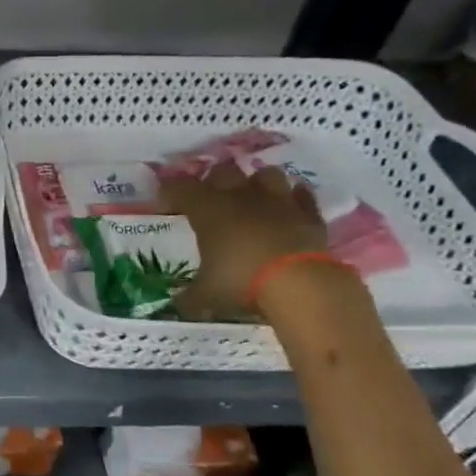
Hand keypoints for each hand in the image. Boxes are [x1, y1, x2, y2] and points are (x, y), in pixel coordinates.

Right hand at [160, 161, 328, 319]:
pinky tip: (289, 208)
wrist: (300, 285)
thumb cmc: (242, 282)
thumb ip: (188, 297)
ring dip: (257, 183)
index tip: (166, 203)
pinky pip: (302, 196)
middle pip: (223, 170)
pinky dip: (295, 198)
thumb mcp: (205, 296)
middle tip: (210, 199)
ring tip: (252, 199)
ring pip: (266, 174)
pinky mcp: (309, 215)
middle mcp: (241, 197)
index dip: (170, 190)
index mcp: (209, 210)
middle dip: (215, 180)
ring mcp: (279, 202)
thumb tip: (176, 305)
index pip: (181, 187)